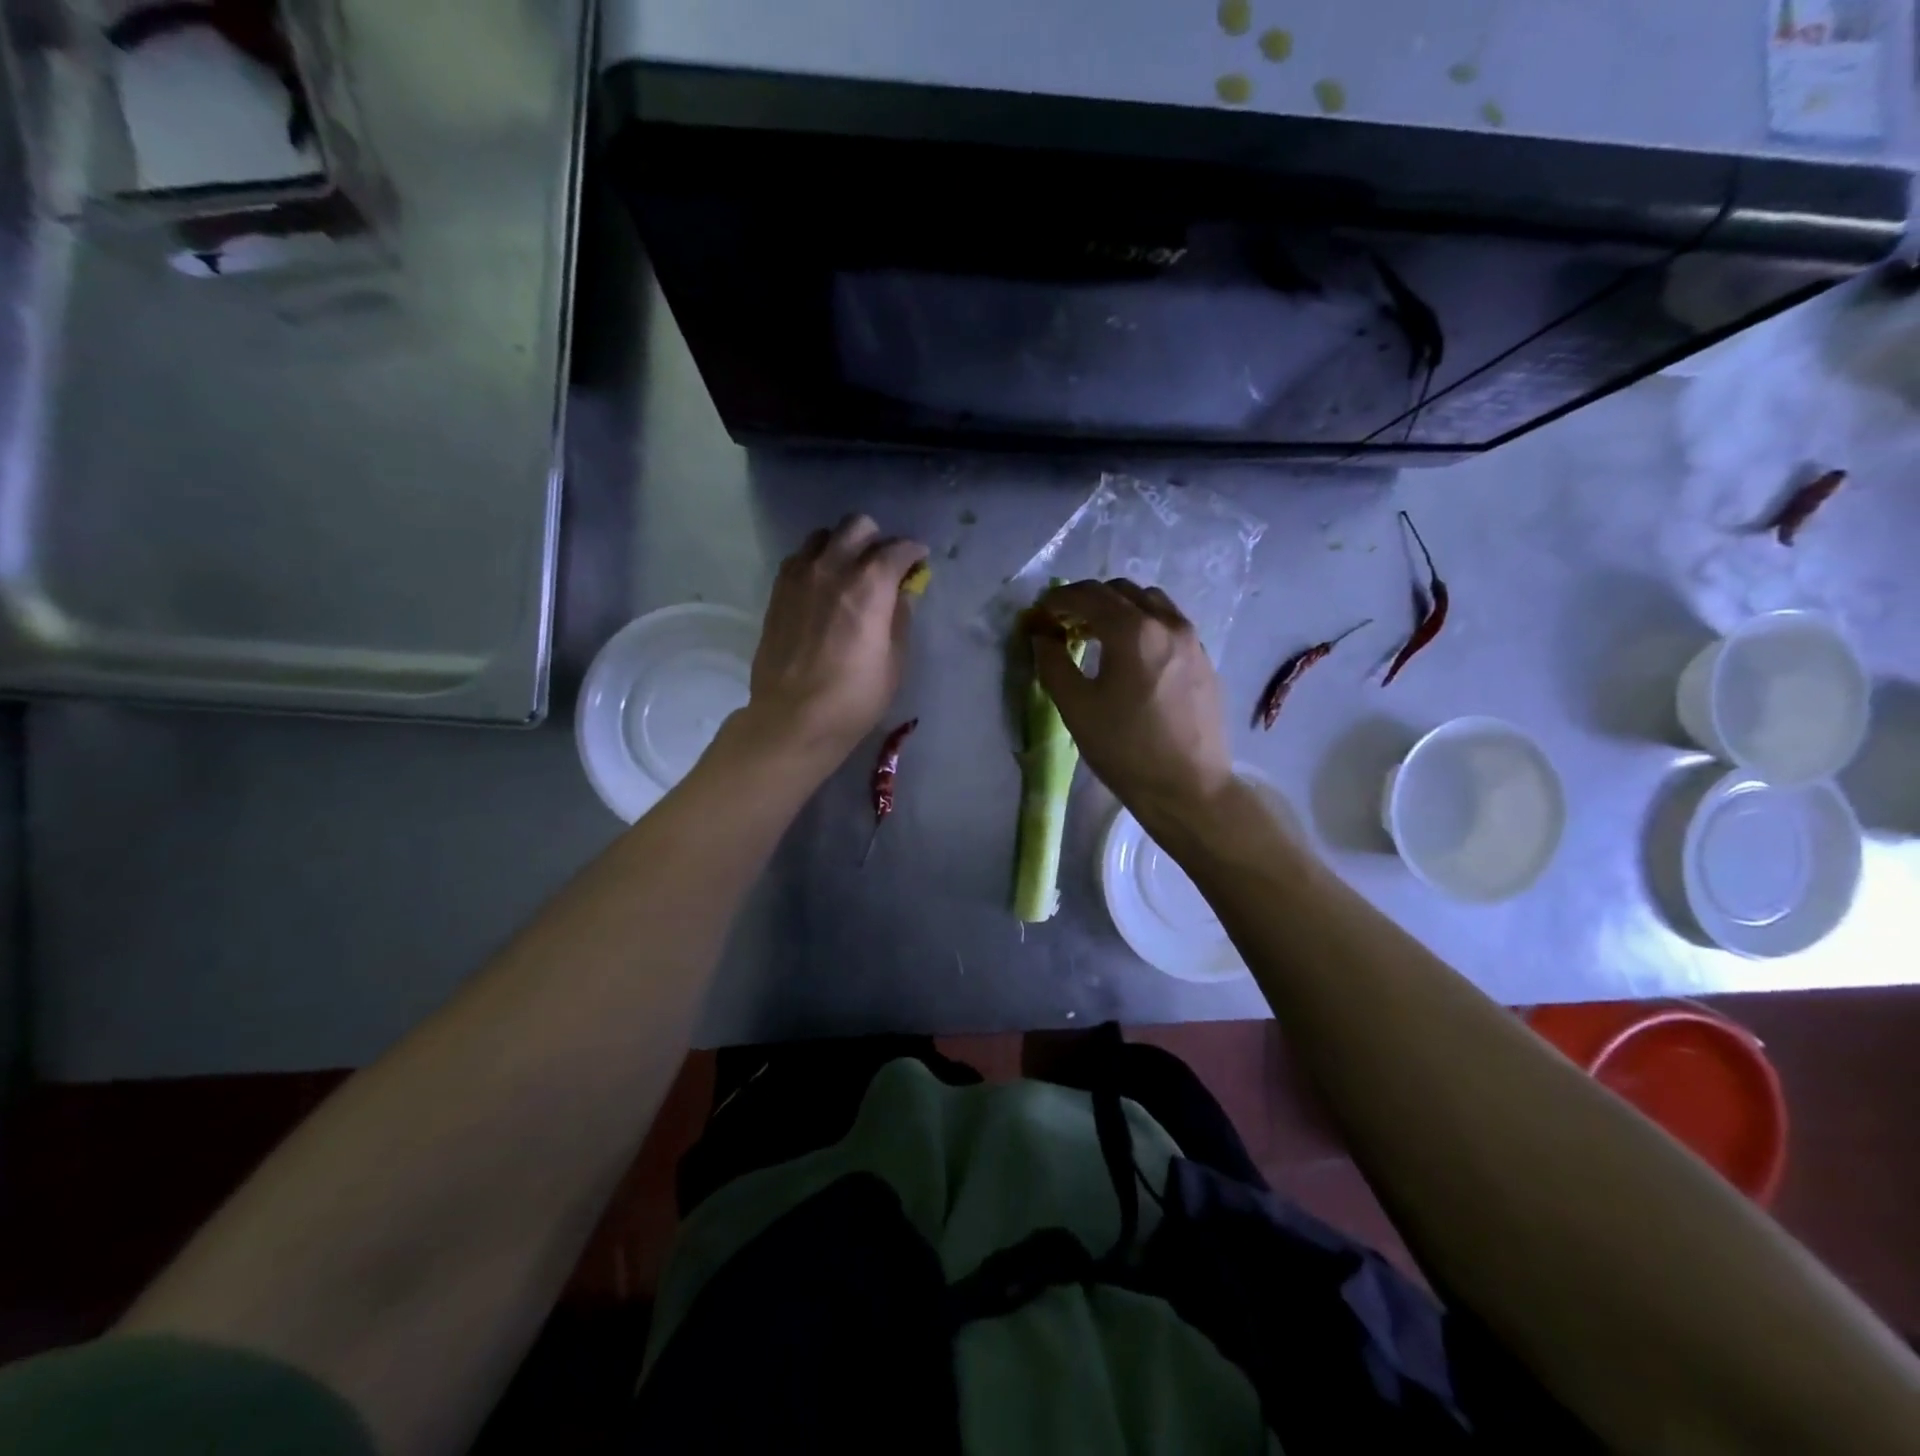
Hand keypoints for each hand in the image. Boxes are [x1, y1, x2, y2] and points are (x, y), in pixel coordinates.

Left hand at [737, 515, 927, 772]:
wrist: (794, 718)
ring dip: (843, 546)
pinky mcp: (778, 591)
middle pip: (857, 526)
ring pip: (824, 536)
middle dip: (877, 539)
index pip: (897, 548)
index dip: (913, 552)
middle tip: (884, 564)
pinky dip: (817, 562)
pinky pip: (800, 558)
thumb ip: (900, 617)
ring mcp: (800, 576)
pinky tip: (823, 586)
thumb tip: (902, 592)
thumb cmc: (855, 697)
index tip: (919, 562)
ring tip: (849, 571)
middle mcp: (833, 568)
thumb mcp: (895, 661)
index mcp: (869, 585)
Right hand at [1031, 579, 1235, 833]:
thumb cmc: (1126, 750)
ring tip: (1099, 636)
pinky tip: (1133, 655)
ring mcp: (1191, 640)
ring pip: (1150, 602)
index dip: (1058, 599)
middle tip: (1065, 624)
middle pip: (1120, 591)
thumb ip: (1053, 663)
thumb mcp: (1076, 708)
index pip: (1088, 596)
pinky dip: (1144, 624)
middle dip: (1087, 600)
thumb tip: (1041, 636)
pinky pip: (1169, 624)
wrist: (1189, 788)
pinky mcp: (1204, 660)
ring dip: (1119, 608)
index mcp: (1133, 631)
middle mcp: (1167, 624)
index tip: (1040, 613)